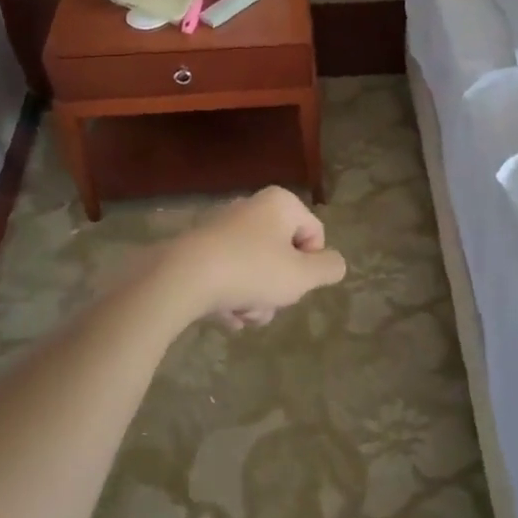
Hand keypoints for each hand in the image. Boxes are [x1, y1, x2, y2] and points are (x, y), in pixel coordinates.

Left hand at [163, 186, 346, 327]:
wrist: (182, 279)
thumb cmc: (252, 271)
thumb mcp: (303, 276)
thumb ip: (329, 268)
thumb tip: (334, 264)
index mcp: (281, 203)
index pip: (315, 235)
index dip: (310, 266)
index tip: (294, 282)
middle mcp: (252, 207)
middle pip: (284, 255)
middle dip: (279, 288)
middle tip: (268, 303)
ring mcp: (223, 227)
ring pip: (256, 270)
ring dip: (256, 298)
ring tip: (243, 314)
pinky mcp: (199, 249)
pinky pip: (229, 274)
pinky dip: (231, 295)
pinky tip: (224, 315)